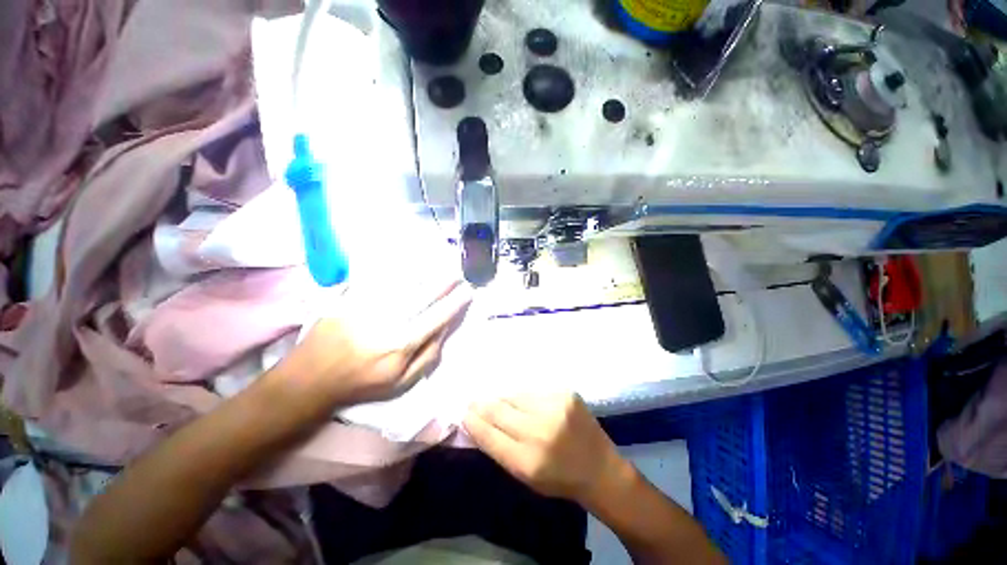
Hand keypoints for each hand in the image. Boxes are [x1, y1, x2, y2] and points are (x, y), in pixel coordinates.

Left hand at [282, 280, 472, 406]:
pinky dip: (395, 269)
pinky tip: (407, 262)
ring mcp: (368, 306)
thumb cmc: (361, 383)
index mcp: (402, 343)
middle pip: (424, 295)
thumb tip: (444, 330)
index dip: (455, 303)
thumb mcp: (400, 383)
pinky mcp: (350, 298)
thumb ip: (427, 357)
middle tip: (459, 271)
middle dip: (445, 282)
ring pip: (403, 283)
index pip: (437, 317)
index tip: (469, 291)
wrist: (311, 378)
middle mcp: (388, 320)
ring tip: (440, 263)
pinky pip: (377, 278)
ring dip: (425, 271)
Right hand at [464, 393, 628, 505]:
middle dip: (482, 405)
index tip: (464, 413)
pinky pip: (533, 391)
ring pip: (515, 395)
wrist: (601, 468)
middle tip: (473, 401)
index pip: (489, 434)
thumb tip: (477, 422)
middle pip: (499, 409)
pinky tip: (524, 402)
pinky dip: (524, 397)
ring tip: (498, 401)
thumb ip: (500, 449)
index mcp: (527, 461)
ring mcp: (555, 407)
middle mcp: (540, 431)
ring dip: (504, 399)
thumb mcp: (525, 476)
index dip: (473, 422)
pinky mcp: (566, 393)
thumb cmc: (560, 479)